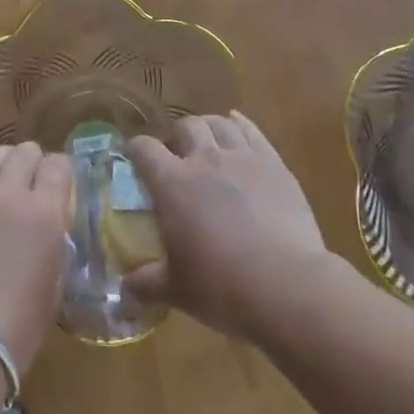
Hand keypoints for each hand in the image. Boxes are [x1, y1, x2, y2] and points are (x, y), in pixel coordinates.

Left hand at [0, 143, 72, 379]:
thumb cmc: (17, 328)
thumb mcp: (54, 285)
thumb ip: (55, 245)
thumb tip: (50, 228)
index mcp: (44, 214)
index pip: (58, 165)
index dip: (59, 170)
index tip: (56, 182)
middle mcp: (8, 195)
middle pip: (23, 152)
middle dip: (29, 162)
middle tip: (26, 181)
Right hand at [124, 112, 330, 343]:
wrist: (286, 285)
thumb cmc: (222, 287)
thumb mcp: (177, 290)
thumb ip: (147, 283)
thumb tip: (126, 288)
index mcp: (173, 183)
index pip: (144, 149)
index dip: (135, 150)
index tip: (134, 158)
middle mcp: (205, 159)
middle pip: (185, 126)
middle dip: (177, 137)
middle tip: (178, 158)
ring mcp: (242, 157)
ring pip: (219, 123)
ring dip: (208, 128)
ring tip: (208, 143)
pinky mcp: (274, 163)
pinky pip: (252, 131)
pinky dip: (240, 125)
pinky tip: (236, 126)